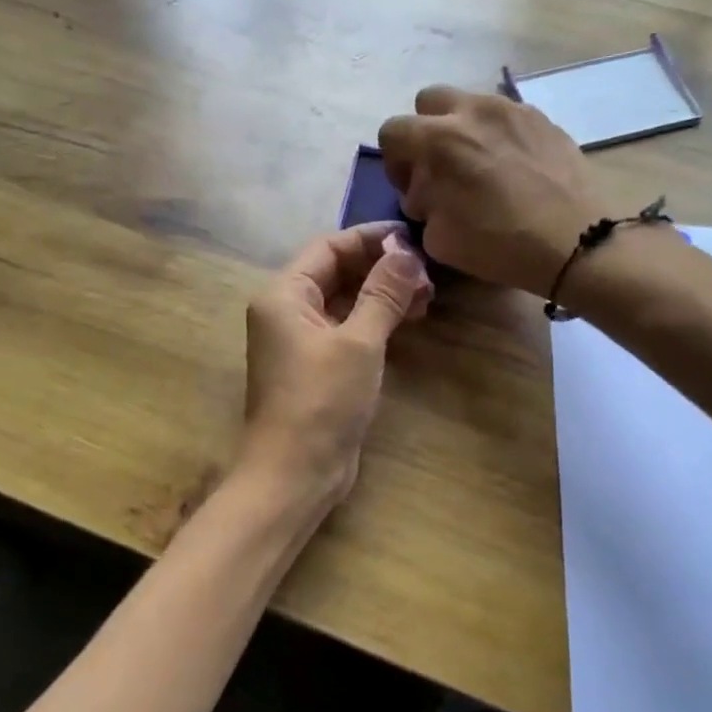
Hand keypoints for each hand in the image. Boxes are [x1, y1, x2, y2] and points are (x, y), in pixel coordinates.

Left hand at [242, 223, 432, 508]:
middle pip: (337, 272)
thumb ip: (383, 293)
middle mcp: (287, 311)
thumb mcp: (359, 342)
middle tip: (428, 274)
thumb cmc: (322, 400)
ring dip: (383, 295)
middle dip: (382, 268)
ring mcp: (301, 340)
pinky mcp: (317, 365)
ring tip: (427, 297)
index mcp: (283, 294)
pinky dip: (376, 320)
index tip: (414, 239)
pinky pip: (347, 328)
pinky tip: (409, 320)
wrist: (295, 472)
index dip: (371, 239)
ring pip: (345, 301)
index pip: (329, 247)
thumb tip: (406, 251)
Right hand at [378, 86, 600, 295]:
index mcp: (440, 140)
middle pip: (429, 101)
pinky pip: (506, 116)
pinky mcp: (543, 118)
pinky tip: (512, 169)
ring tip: (480, 167)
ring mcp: (512, 109)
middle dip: (426, 130)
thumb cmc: (500, 244)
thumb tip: (426, 192)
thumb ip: (422, 204)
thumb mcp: (438, 238)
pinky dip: (498, 135)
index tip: (412, 187)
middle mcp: (473, 111)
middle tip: (440, 166)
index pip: (393, 130)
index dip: (395, 161)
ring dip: (463, 129)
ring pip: (470, 104)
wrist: (576, 242)